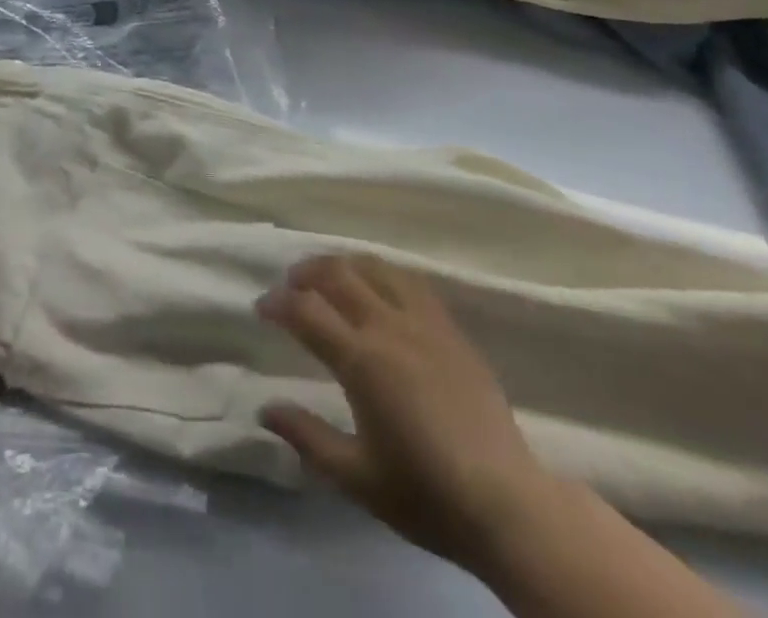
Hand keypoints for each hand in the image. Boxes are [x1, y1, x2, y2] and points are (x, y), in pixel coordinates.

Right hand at [258, 255, 555, 565]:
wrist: (506, 503)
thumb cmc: (424, 494)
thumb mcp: (355, 477)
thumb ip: (307, 436)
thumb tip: (265, 408)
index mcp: (361, 359)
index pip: (306, 310)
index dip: (278, 302)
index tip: (262, 307)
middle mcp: (388, 326)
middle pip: (338, 273)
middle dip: (306, 271)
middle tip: (290, 285)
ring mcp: (424, 321)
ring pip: (375, 266)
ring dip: (344, 264)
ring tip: (330, 278)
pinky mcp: (450, 327)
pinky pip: (410, 281)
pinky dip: (383, 273)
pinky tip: (379, 288)